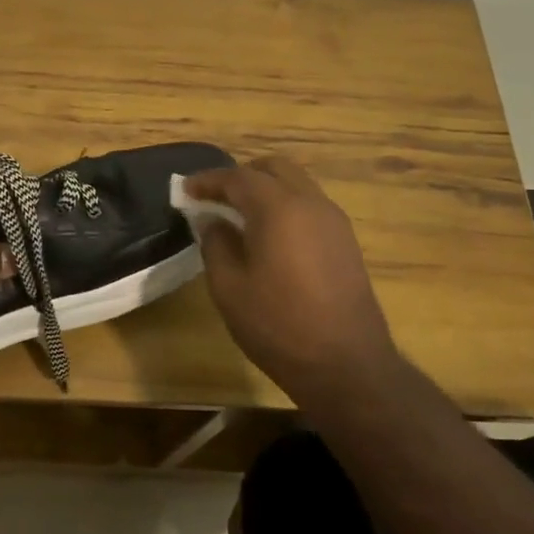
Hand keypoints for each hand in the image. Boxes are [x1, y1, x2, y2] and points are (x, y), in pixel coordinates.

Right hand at [184, 156, 399, 400]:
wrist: (347, 365)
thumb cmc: (279, 326)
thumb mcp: (229, 289)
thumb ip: (215, 245)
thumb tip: (211, 221)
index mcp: (279, 209)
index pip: (238, 177)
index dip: (208, 180)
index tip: (186, 190)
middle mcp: (311, 203)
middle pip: (274, 169)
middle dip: (242, 175)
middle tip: (215, 197)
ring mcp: (334, 221)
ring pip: (297, 184)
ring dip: (267, 189)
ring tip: (240, 215)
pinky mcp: (346, 241)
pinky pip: (311, 206)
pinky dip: (286, 206)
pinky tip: (270, 235)